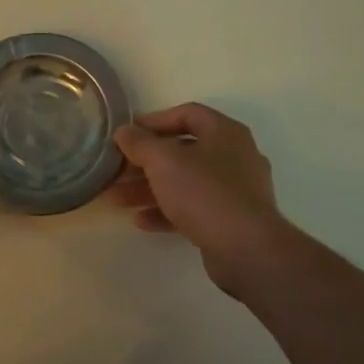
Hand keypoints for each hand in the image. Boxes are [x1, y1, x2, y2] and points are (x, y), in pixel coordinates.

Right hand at [110, 103, 296, 294]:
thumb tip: (124, 131)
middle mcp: (235, 156)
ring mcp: (236, 190)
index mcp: (225, 132)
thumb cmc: (204, 192)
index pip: (187, 114)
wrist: (246, 249)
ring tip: (118, 199)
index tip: (127, 135)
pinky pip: (194, 208)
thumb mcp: (163, 161)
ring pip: (185, 182)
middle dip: (145, 162)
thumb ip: (139, 143)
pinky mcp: (232, 220)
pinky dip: (167, 211)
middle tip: (116, 171)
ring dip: (150, 188)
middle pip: (183, 151)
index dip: (154, 121)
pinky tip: (141, 221)